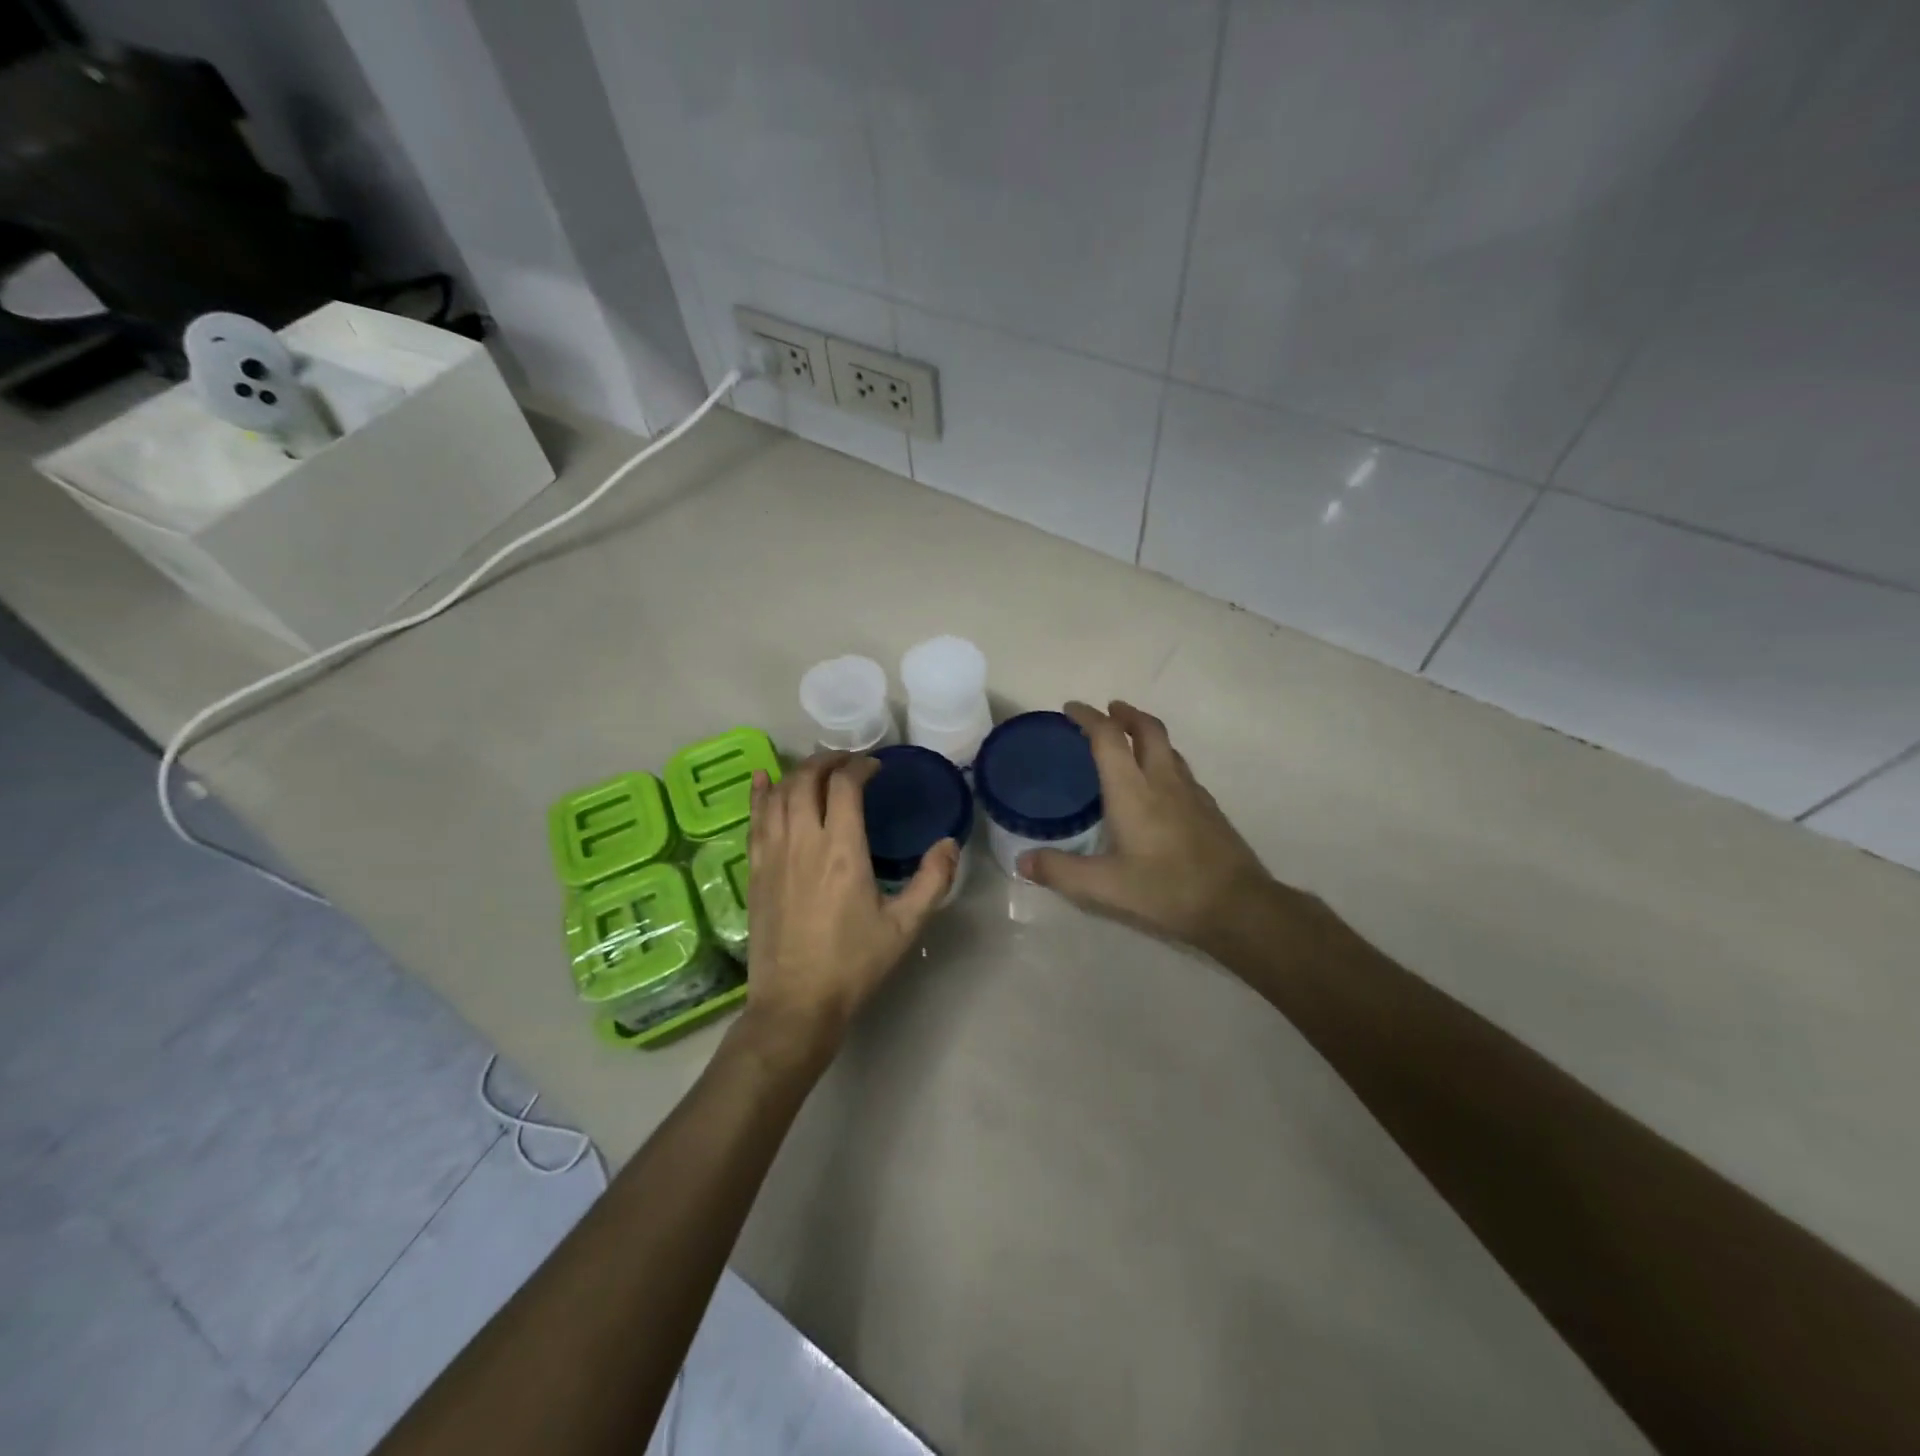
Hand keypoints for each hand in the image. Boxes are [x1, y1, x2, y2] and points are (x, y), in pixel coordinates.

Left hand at [743, 752, 956, 1060]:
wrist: (796, 1003)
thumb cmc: (854, 964)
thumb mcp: (905, 926)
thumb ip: (932, 881)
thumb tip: (950, 843)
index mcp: (842, 850)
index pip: (845, 786)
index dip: (861, 767)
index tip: (876, 769)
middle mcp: (803, 841)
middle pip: (808, 780)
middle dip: (829, 761)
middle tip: (849, 762)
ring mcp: (774, 854)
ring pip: (780, 794)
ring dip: (799, 772)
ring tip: (818, 768)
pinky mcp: (756, 870)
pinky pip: (754, 818)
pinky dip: (759, 793)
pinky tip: (762, 778)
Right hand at [1019, 701, 1283, 954]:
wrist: (1237, 905)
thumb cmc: (1166, 890)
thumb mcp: (1104, 887)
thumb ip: (1060, 871)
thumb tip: (1022, 861)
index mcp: (1133, 791)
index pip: (1108, 738)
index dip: (1088, 717)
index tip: (1071, 709)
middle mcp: (1163, 781)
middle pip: (1147, 729)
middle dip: (1125, 714)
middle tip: (1108, 711)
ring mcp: (1191, 792)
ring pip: (1168, 747)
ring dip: (1146, 733)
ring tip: (1130, 740)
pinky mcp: (1209, 808)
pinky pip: (1181, 769)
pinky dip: (1163, 759)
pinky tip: (1159, 784)